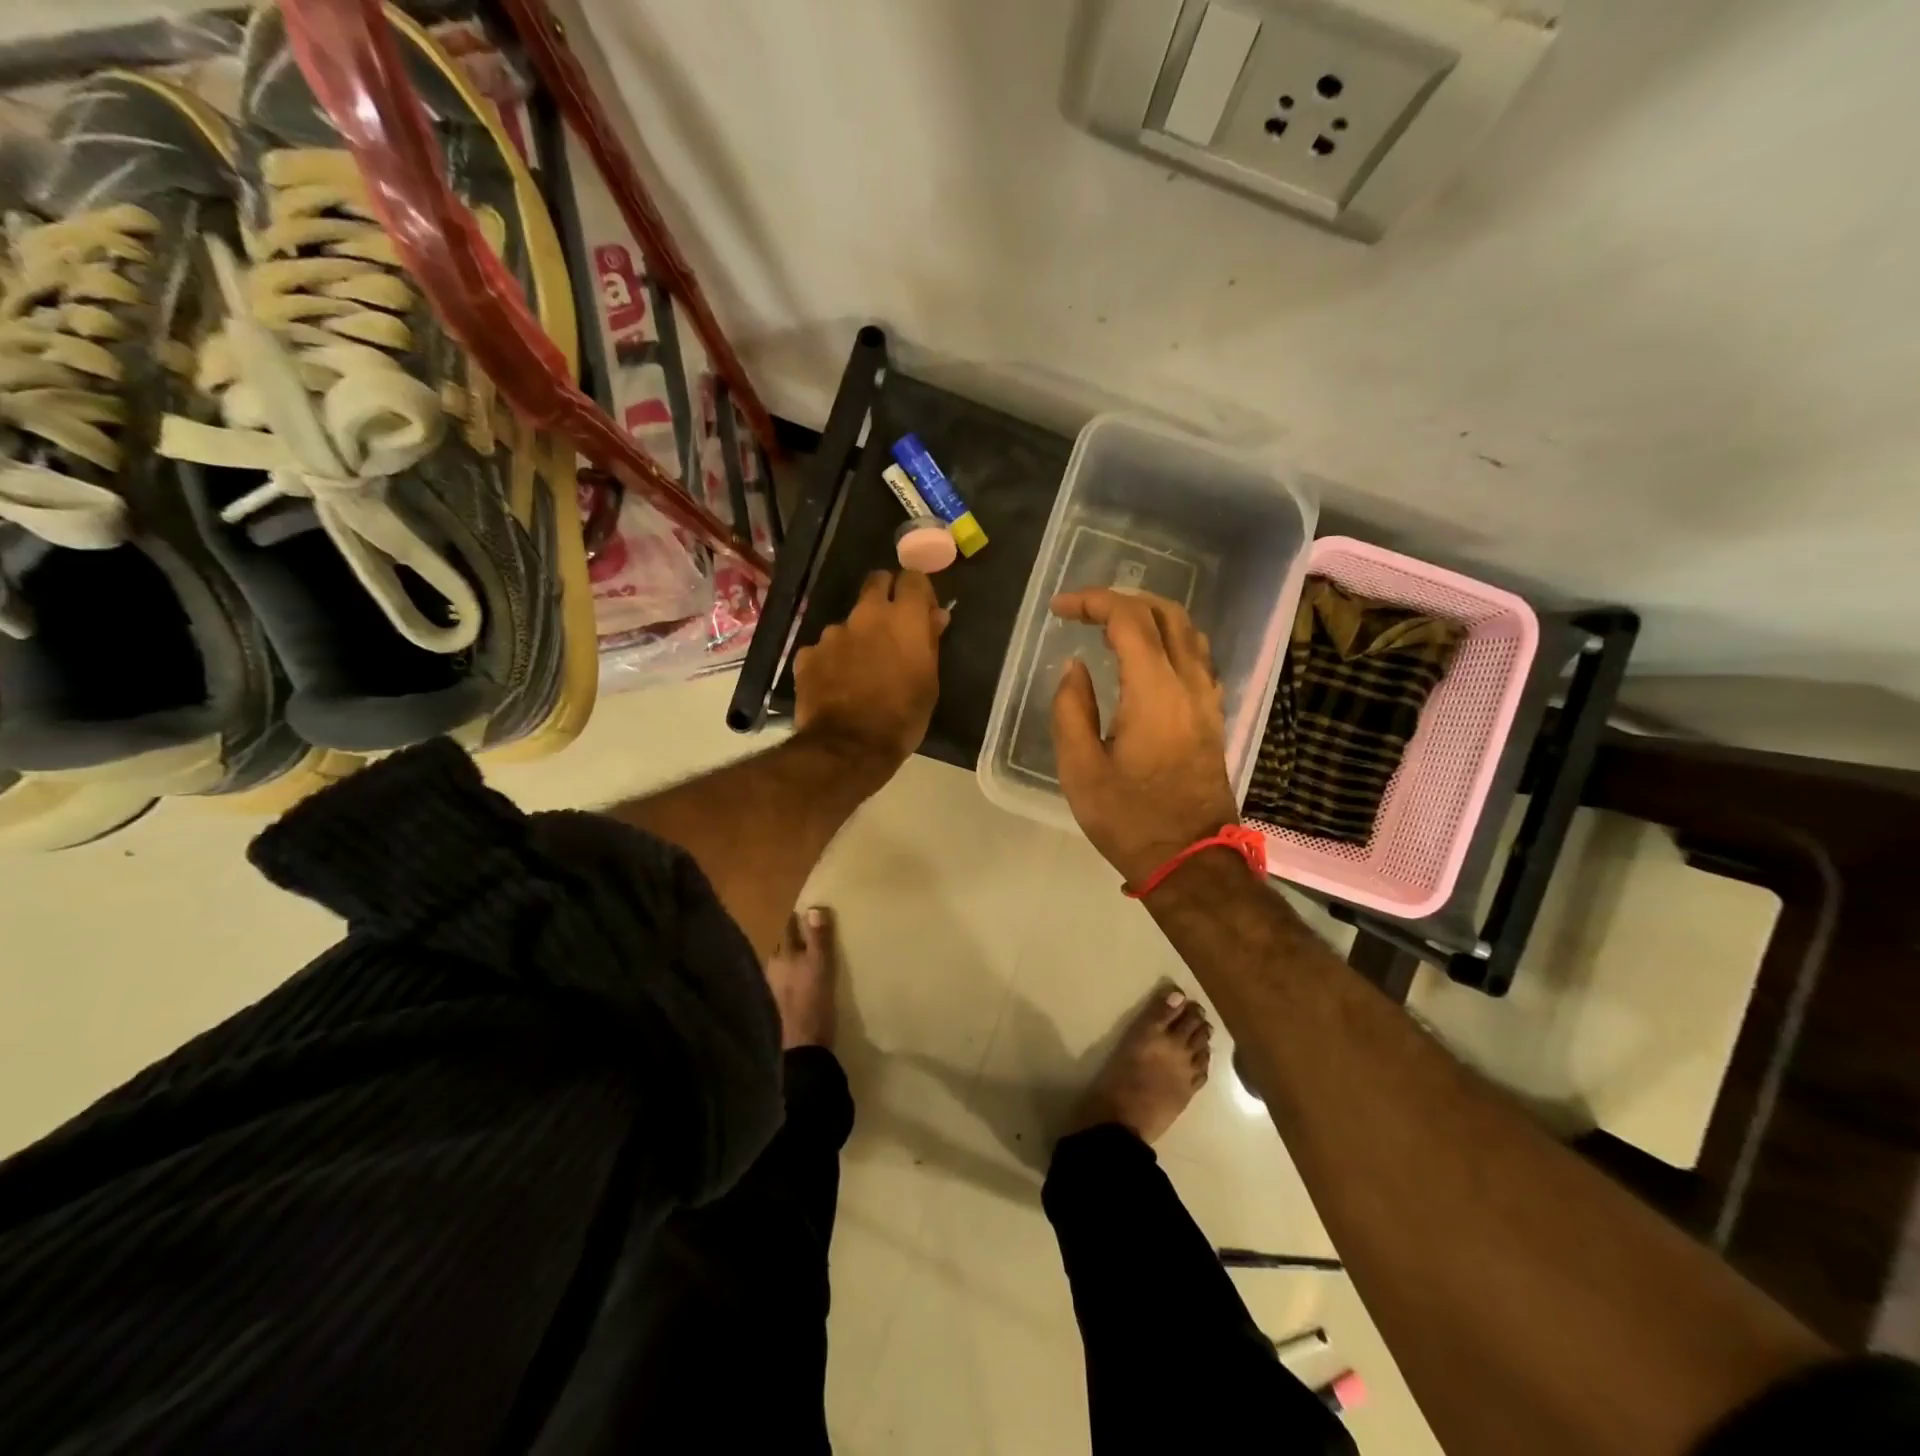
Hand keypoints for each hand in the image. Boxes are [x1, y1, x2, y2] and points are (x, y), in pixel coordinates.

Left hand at [794, 569, 948, 771]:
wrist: (849, 747)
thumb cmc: (903, 717)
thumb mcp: (929, 682)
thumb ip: (930, 643)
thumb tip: (936, 616)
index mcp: (903, 618)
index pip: (913, 578)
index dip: (918, 591)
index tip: (922, 610)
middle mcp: (866, 615)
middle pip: (876, 582)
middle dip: (885, 595)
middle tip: (891, 626)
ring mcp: (832, 633)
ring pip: (849, 622)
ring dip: (857, 636)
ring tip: (860, 669)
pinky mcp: (807, 655)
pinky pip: (824, 649)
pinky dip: (832, 660)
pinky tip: (836, 684)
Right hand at [1049, 588, 1239, 886]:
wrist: (1190, 860)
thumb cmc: (1129, 819)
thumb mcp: (1080, 769)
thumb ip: (1071, 709)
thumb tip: (1074, 668)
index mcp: (1154, 691)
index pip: (1129, 619)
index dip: (1093, 602)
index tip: (1059, 609)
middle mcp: (1189, 683)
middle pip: (1165, 613)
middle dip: (1122, 600)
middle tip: (1083, 612)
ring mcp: (1207, 698)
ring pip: (1188, 631)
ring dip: (1149, 616)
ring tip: (1111, 627)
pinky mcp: (1212, 715)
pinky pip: (1196, 657)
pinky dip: (1168, 640)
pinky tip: (1145, 658)